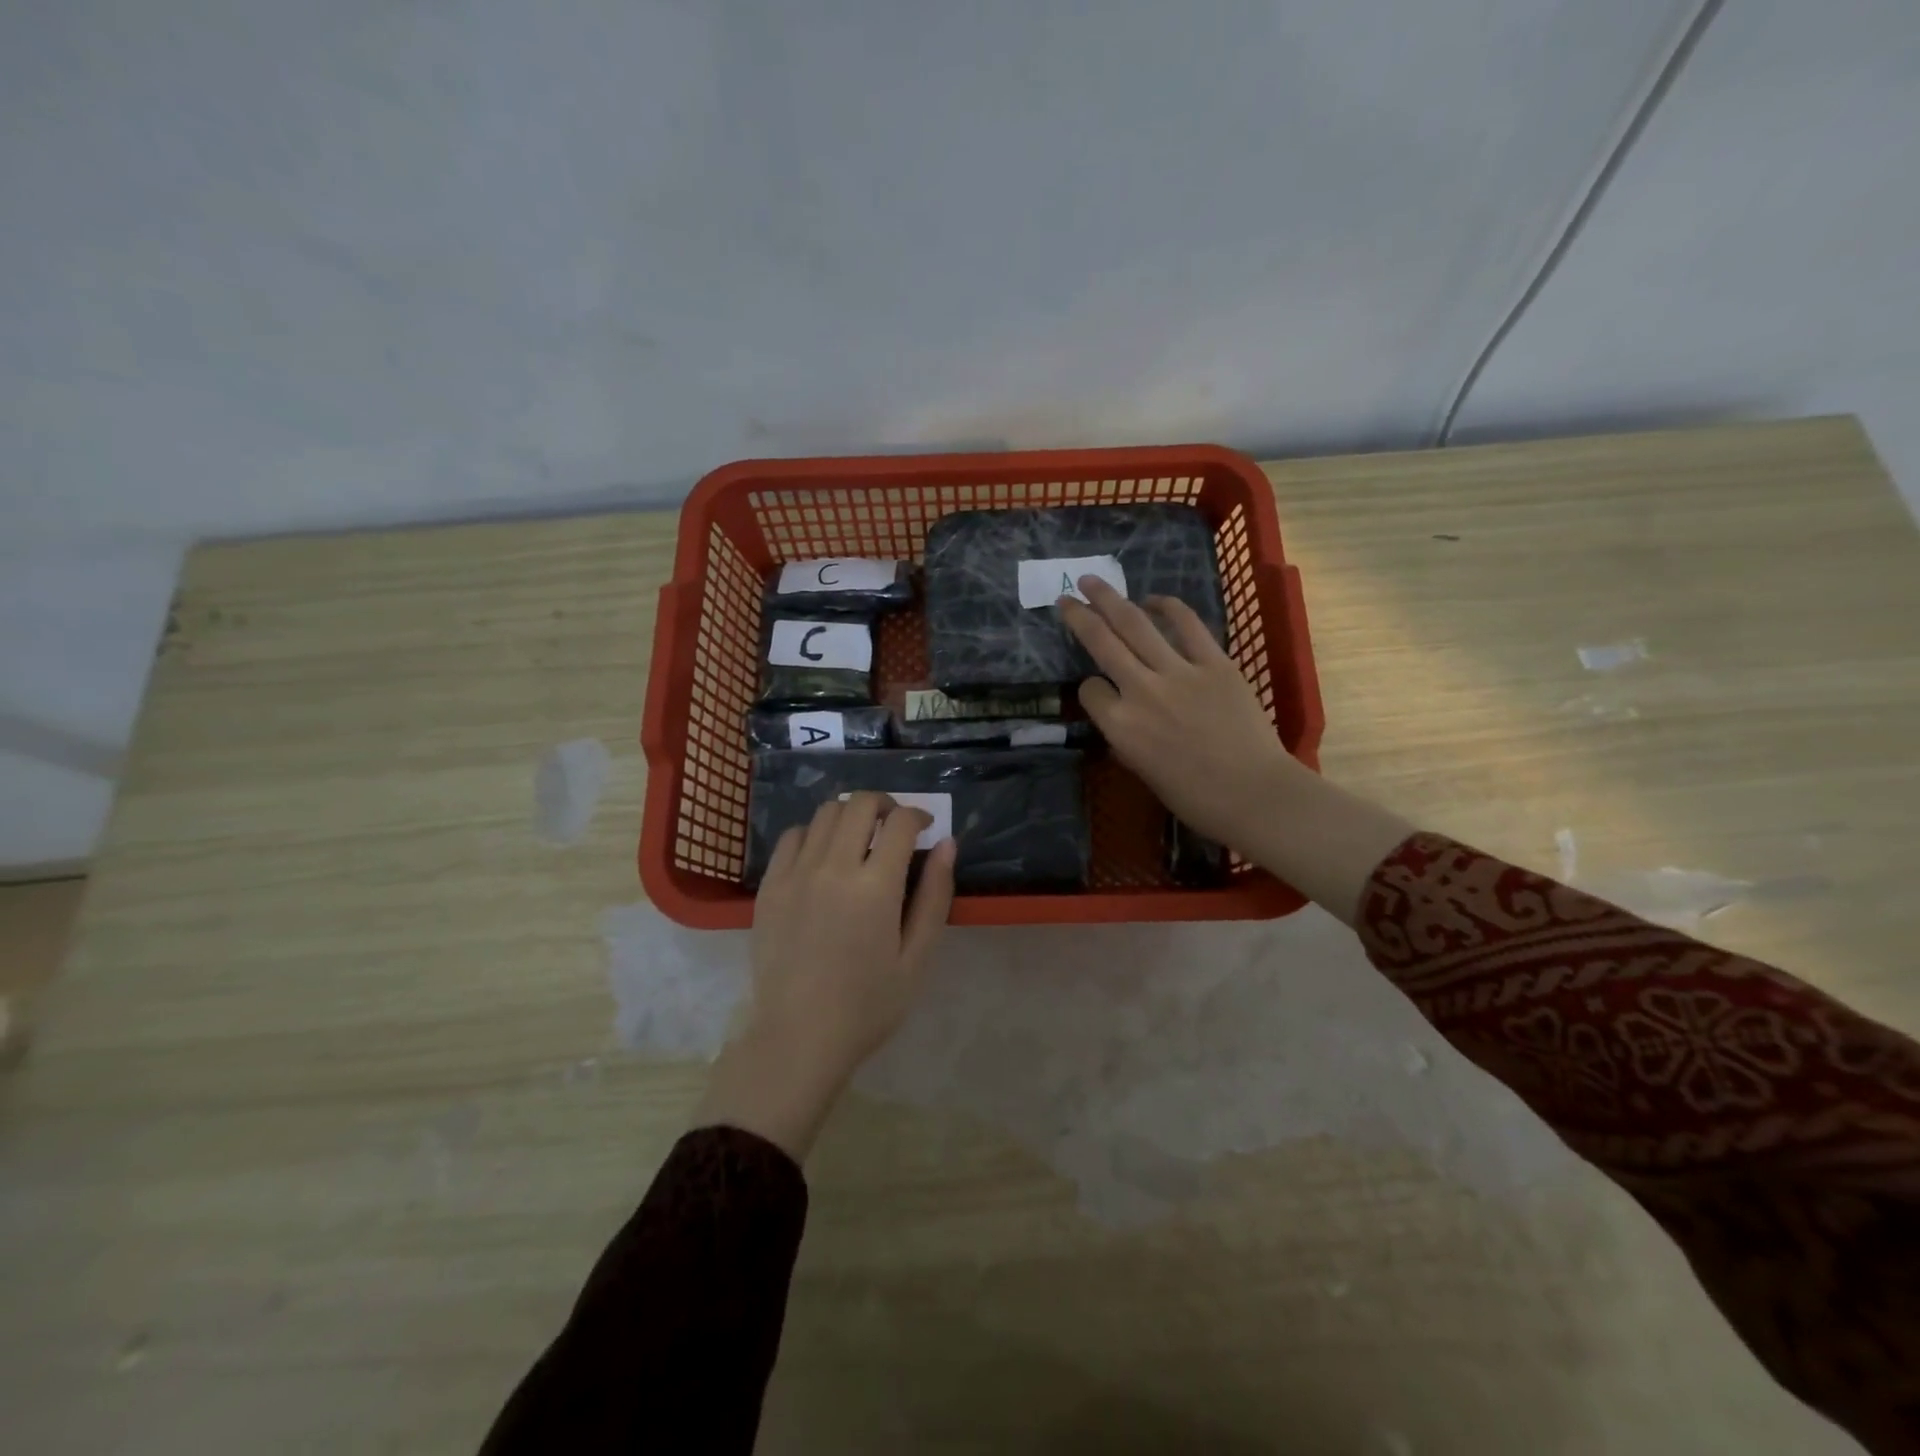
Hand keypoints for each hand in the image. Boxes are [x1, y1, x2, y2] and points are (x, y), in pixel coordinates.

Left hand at [695, 793, 955, 1160]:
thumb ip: (935, 896)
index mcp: (875, 887)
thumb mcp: (917, 958)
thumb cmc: (868, 1005)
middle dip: (885, 804)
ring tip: (860, 838)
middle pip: (859, 804)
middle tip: (895, 825)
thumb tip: (947, 844)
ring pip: (825, 813)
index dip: (919, 815)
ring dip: (850, 814)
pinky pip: (792, 837)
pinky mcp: (770, 886)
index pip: (900, 822)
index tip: (925, 827)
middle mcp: (833, 868)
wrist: (798, 1037)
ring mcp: (795, 874)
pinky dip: (814, 832)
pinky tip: (823, 855)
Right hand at [1059, 576, 1298, 847]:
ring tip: (1092, 581)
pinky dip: (1167, 607)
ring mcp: (1179, 672)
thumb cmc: (1195, 797)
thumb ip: (1126, 737)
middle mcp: (1141, 691)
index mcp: (1120, 726)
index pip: (1089, 690)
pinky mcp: (1215, 662)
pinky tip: (1153, 600)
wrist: (1255, 794)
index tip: (1098, 690)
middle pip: (1101, 642)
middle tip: (1066, 597)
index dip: (1089, 688)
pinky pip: (1186, 625)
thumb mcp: (1143, 772)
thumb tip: (1122, 715)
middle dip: (1079, 616)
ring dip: (1109, 599)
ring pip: (1135, 624)